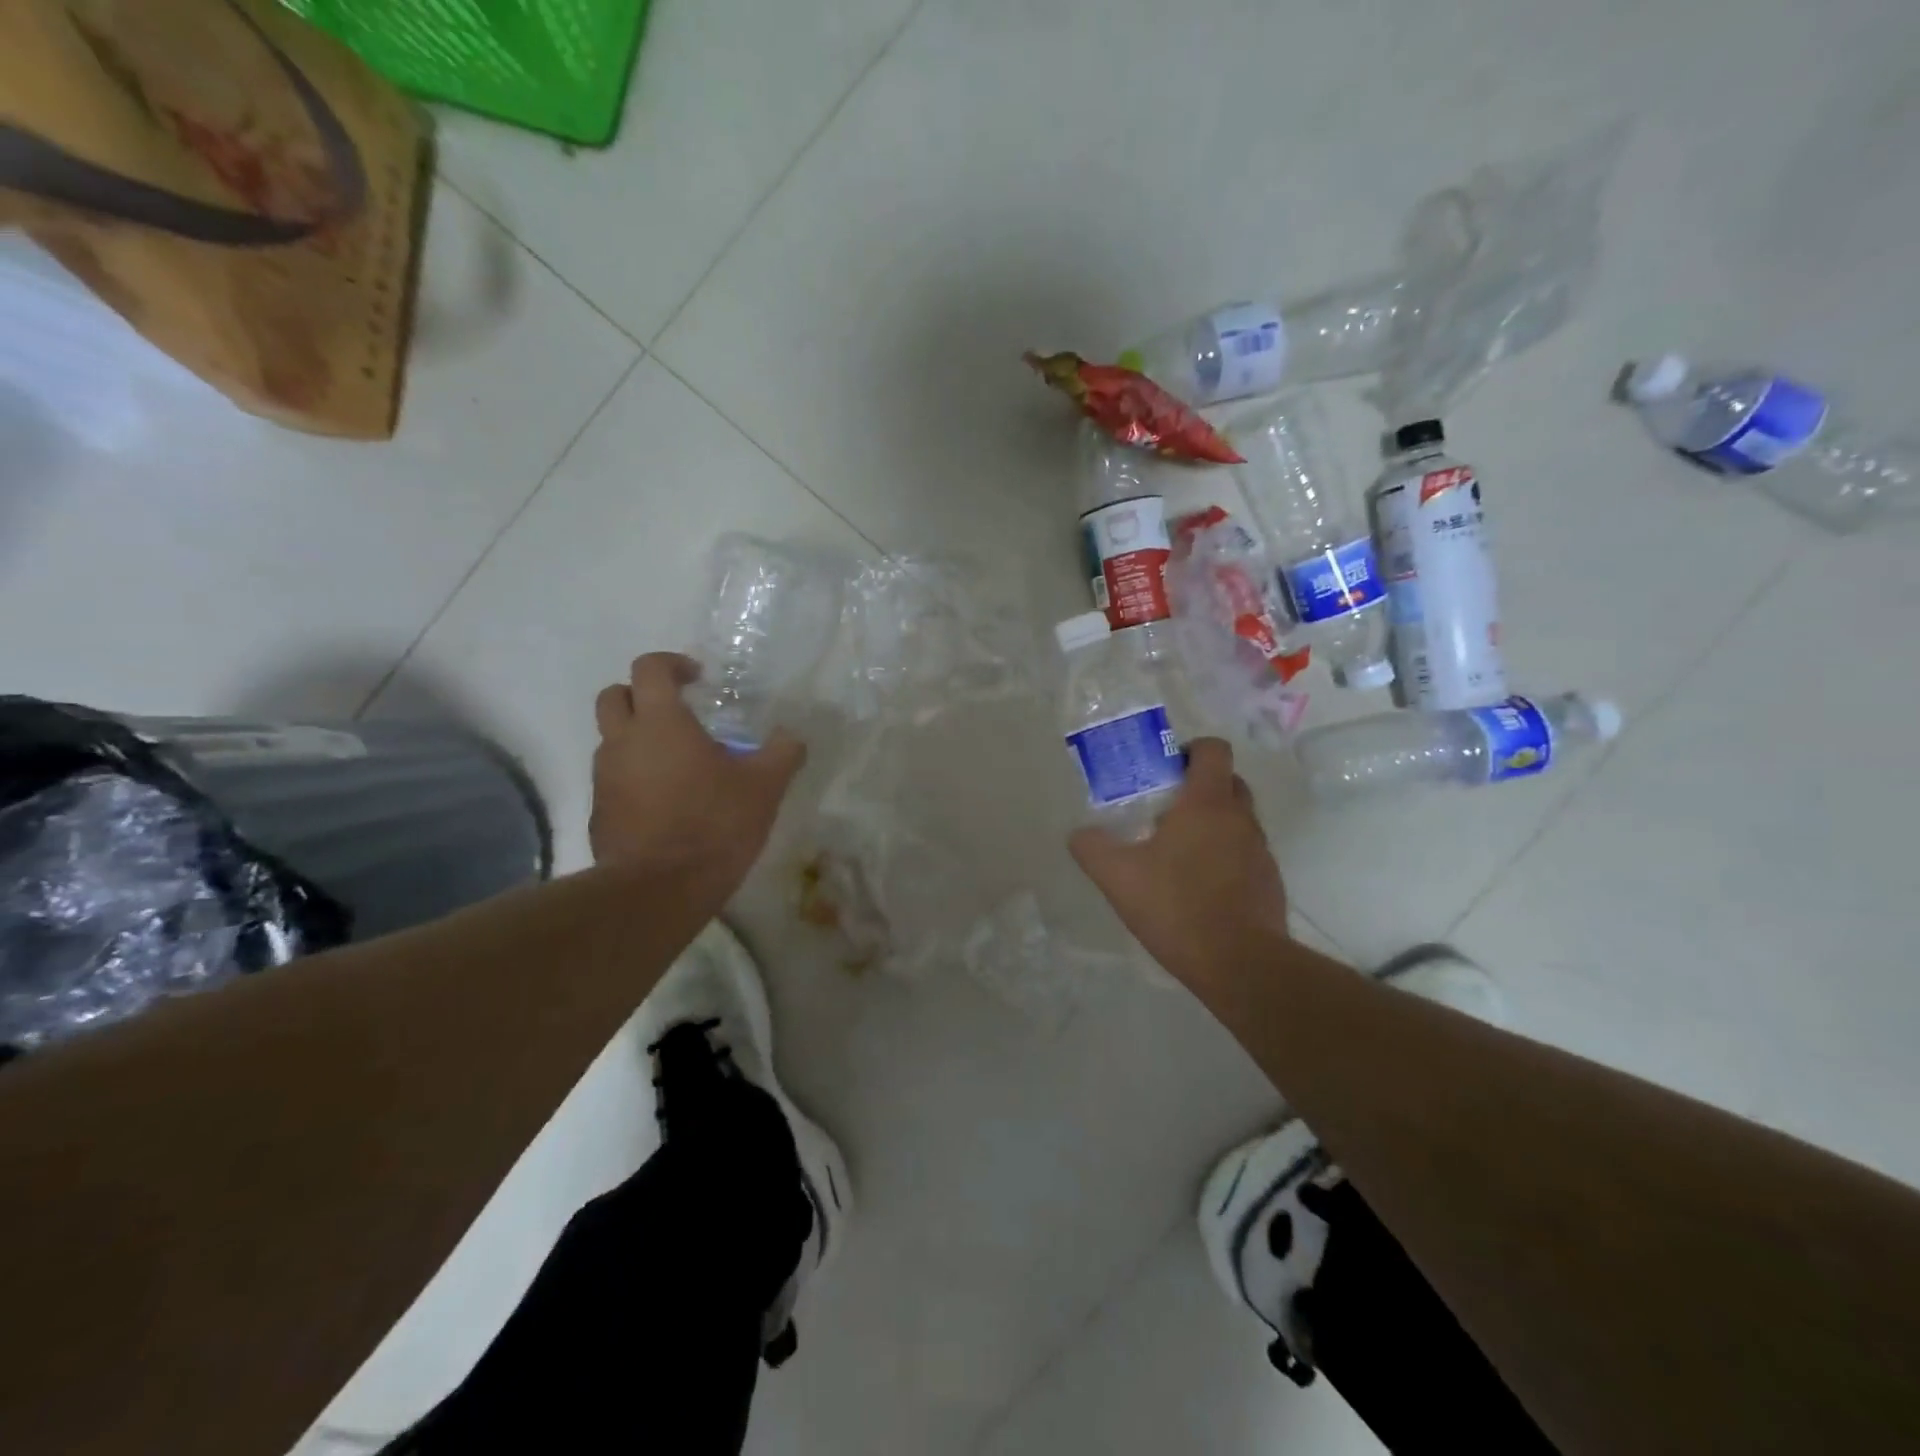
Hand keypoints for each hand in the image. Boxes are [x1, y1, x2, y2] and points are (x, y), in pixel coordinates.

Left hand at [589, 653, 805, 890]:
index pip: (650, 668)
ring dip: (637, 739)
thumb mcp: (765, 786)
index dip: (672, 664)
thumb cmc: (714, 824)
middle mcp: (623, 742)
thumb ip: (782, 752)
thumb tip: (792, 735)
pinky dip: (634, 778)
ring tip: (677, 764)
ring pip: (611, 740)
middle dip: (641, 694)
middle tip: (676, 712)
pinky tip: (665, 803)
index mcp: (661, 723)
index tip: (697, 677)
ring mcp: (605, 778)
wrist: (660, 890)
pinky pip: (613, 780)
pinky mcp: (599, 813)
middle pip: (614, 696)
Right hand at [1069, 738, 1289, 989]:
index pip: (1214, 749)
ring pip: (1239, 819)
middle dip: (1201, 786)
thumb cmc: (1177, 906)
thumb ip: (1092, 848)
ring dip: (1214, 823)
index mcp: (1207, 803)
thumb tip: (1079, 834)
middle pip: (1229, 781)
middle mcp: (1240, 818)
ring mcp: (1261, 850)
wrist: (1240, 964)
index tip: (1166, 770)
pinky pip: (1247, 853)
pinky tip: (1200, 886)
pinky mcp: (1270, 882)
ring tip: (1179, 852)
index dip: (1191, 750)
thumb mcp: (1118, 876)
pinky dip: (1227, 857)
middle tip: (1167, 808)